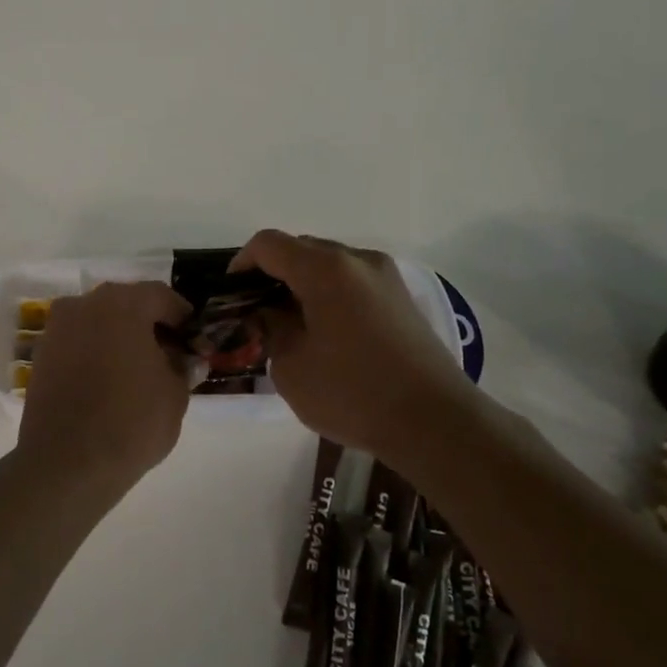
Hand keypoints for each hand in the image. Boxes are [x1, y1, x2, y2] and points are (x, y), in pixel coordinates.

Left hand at [18, 281, 193, 490]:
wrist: (67, 463)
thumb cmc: (131, 422)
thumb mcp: (175, 395)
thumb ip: (183, 367)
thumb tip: (186, 360)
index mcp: (123, 304)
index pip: (161, 296)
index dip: (182, 317)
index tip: (195, 341)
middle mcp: (84, 304)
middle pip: (127, 304)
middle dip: (150, 325)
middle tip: (170, 354)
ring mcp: (58, 329)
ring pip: (99, 322)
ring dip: (120, 337)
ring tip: (139, 370)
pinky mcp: (41, 355)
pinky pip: (78, 342)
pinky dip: (96, 352)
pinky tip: (110, 381)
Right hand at [230, 230, 477, 461]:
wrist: (435, 422)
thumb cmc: (353, 393)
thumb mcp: (290, 366)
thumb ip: (270, 328)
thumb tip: (268, 313)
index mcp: (325, 269)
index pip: (268, 244)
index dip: (241, 264)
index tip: (232, 297)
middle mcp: (357, 260)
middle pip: (301, 249)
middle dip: (272, 275)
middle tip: (257, 314)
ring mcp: (385, 277)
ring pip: (329, 265)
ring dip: (302, 285)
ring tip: (290, 326)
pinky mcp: (402, 298)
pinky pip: (352, 282)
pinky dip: (329, 295)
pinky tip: (324, 333)